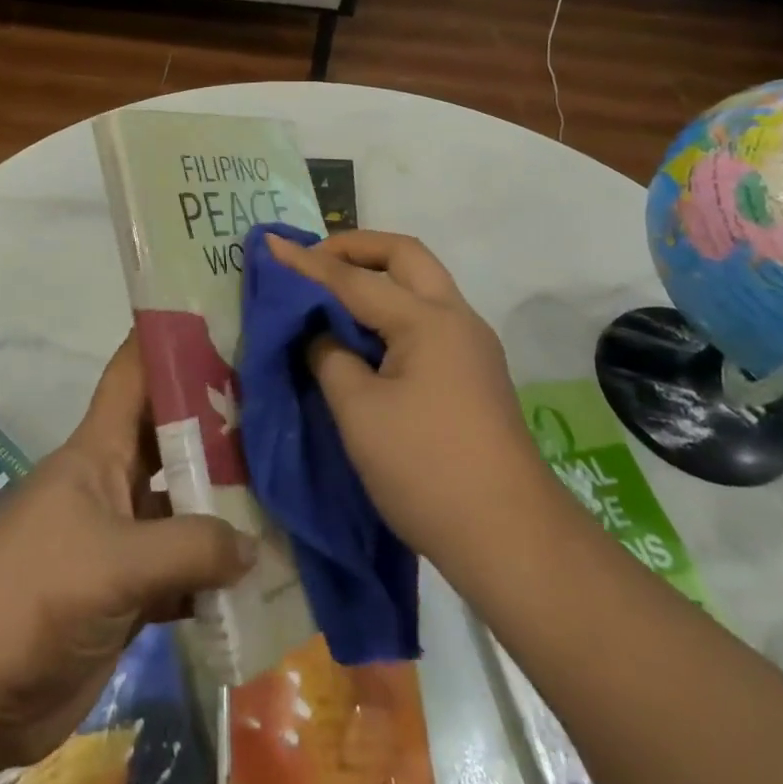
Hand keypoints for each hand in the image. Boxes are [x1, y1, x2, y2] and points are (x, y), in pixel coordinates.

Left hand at [0, 333, 255, 778]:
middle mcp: (115, 481)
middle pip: (174, 437)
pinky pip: (183, 570)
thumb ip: (188, 549)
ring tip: (290, 489)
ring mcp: (122, 537)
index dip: (170, 340)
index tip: (224, 319)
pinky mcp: (128, 592)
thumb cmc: (30, 593)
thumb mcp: (112, 562)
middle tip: (283, 408)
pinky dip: (215, 572)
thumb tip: (253, 545)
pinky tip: (261, 573)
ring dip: (227, 503)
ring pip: (184, 505)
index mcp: (100, 448)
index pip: (135, 372)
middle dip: (222, 423)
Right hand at [264, 230, 548, 572]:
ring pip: (421, 283)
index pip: (354, 279)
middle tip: (314, 258)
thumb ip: (331, 358)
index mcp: (427, 320)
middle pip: (405, 255)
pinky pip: (427, 314)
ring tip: (334, 289)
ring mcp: (471, 344)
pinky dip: (392, 306)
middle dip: (356, 247)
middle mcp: (456, 317)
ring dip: (377, 274)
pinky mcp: (474, 371)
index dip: (307, 263)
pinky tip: (366, 331)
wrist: (511, 540)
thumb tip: (321, 334)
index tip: (271, 243)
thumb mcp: (359, 413)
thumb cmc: (426, 470)